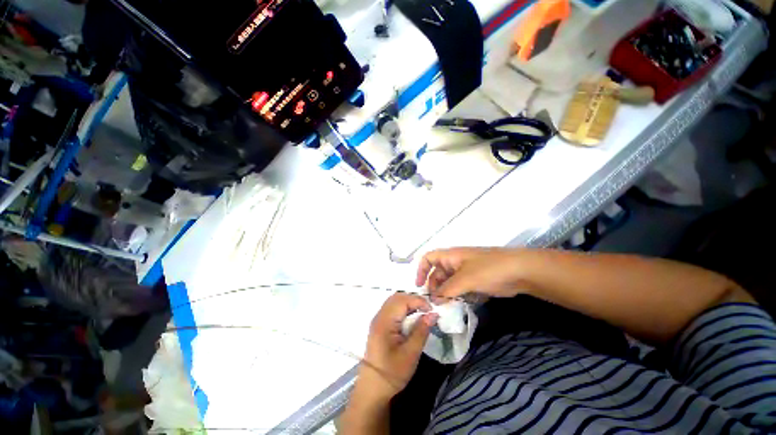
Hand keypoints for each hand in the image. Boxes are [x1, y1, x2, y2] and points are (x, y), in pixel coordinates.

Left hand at [358, 293, 438, 401]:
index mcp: (385, 322)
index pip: (402, 300)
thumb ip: (421, 331)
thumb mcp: (411, 353)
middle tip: (427, 310)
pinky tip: (411, 319)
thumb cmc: (392, 373)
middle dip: (413, 300)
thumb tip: (433, 314)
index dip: (418, 301)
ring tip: (421, 314)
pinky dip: (403, 309)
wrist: (373, 388)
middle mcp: (379, 316)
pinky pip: (392, 309)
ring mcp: (378, 319)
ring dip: (408, 304)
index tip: (431, 310)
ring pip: (394, 302)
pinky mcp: (380, 325)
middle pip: (397, 297)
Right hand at [416, 247, 526, 301]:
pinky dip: (458, 297)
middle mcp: (455, 262)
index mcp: (450, 256)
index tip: (419, 287)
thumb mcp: (464, 279)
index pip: (428, 258)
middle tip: (435, 304)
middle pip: (438, 273)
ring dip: (447, 294)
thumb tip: (433, 300)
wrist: (520, 271)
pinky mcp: (476, 281)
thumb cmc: (488, 269)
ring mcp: (466, 272)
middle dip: (435, 287)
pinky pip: (461, 289)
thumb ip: (447, 290)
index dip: (421, 270)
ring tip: (446, 308)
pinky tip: (460, 306)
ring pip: (449, 283)